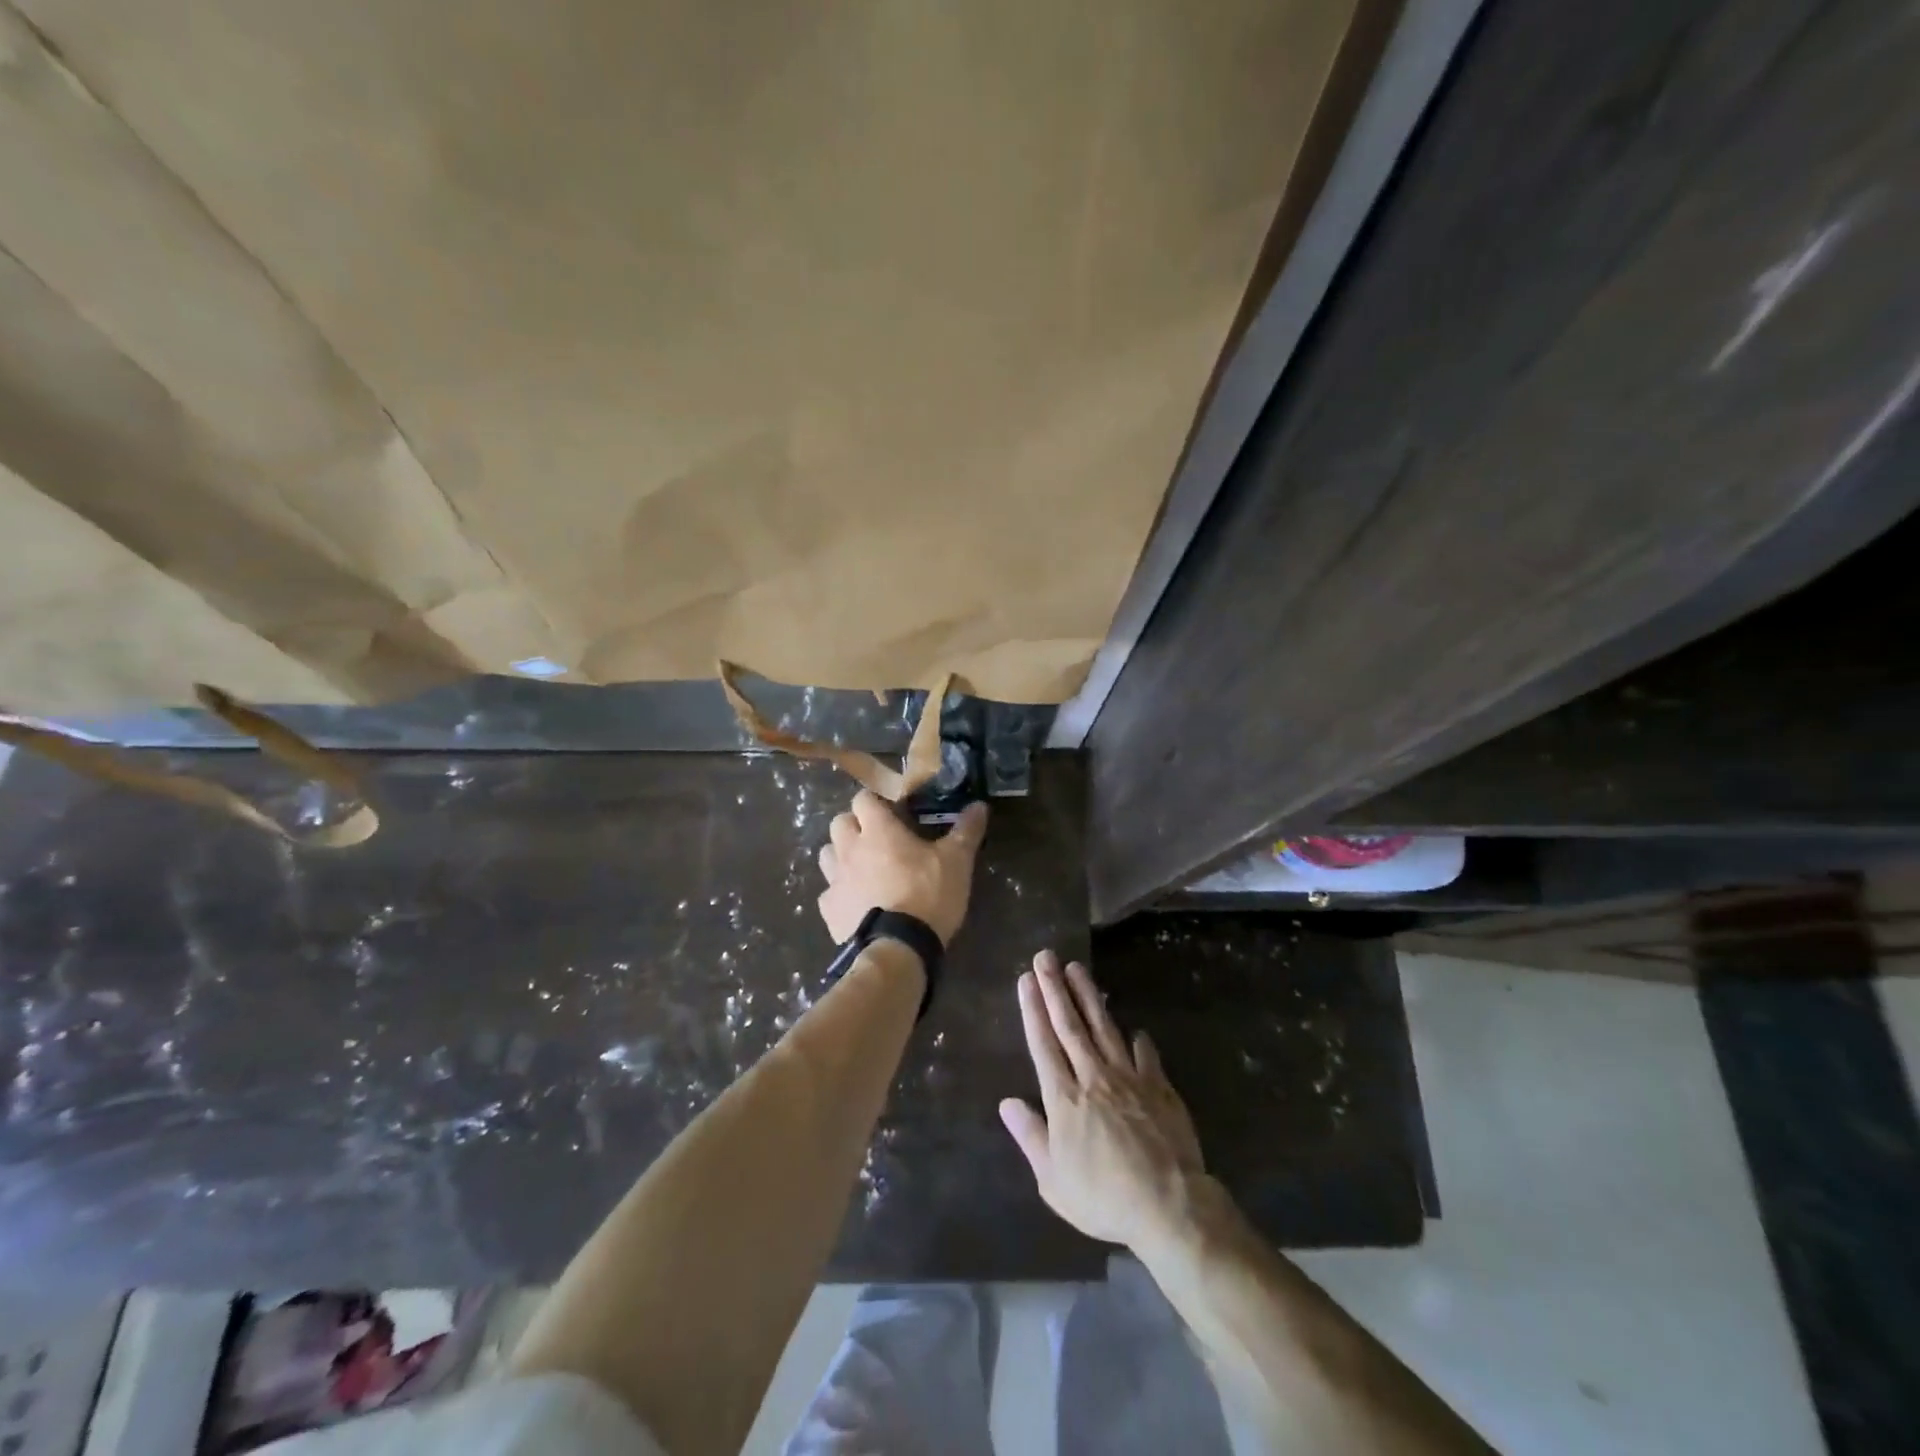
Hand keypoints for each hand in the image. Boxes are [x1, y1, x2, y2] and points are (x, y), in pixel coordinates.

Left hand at [816, 790, 988, 945]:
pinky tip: (857, 903)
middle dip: (854, 825)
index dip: (875, 802)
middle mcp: (850, 848)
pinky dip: (840, 893)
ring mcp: (835, 879)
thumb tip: (979, 805)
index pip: (863, 798)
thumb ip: (966, 831)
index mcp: (878, 830)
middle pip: (839, 822)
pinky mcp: (829, 909)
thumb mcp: (956, 861)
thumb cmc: (928, 895)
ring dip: (842, 855)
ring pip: (827, 854)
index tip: (892, 812)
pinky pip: (828, 892)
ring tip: (863, 868)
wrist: (898, 949)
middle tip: (878, 839)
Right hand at [1000, 950, 1207, 1249]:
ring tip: (1077, 968)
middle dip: (1055, 989)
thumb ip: (1031, 1136)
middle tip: (1045, 957)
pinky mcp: (1160, 1087)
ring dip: (1089, 996)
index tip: (1026, 979)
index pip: (1043, 1044)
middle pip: (1071, 1025)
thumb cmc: (1103, 1198)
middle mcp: (1094, 1077)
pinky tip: (1136, 1027)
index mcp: (1064, 1098)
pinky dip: (1139, 1040)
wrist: (1168, 1205)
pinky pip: (1147, 1055)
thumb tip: (1007, 1102)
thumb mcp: (1053, 1180)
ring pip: (1105, 1028)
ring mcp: (1129, 1078)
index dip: (1033, 1009)